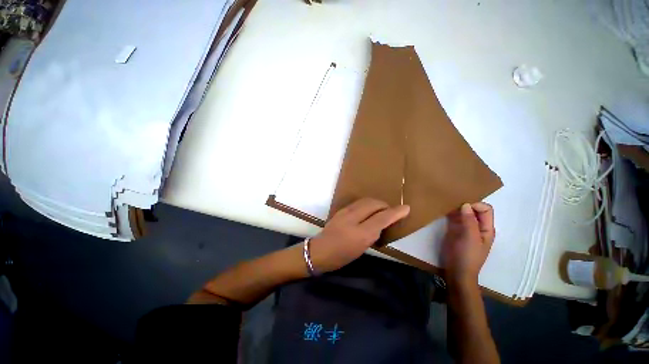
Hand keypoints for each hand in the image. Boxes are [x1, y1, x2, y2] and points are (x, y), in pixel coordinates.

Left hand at [308, 198, 409, 272]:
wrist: (320, 250)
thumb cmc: (342, 255)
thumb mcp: (361, 248)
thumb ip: (373, 233)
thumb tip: (381, 222)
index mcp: (360, 233)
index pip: (382, 217)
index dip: (395, 212)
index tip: (406, 208)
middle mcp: (353, 218)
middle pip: (374, 204)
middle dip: (385, 205)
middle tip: (390, 211)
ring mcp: (345, 211)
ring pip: (366, 200)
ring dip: (376, 203)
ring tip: (381, 209)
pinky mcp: (341, 209)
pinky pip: (358, 202)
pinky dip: (367, 204)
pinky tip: (368, 209)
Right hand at [442, 202, 494, 287]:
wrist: (457, 271)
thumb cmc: (467, 256)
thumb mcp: (471, 239)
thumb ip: (470, 221)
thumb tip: (466, 204)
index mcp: (486, 228)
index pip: (485, 209)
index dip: (476, 205)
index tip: (462, 207)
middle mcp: (477, 226)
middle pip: (474, 209)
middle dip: (465, 204)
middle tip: (452, 203)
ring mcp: (465, 228)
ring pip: (463, 213)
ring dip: (456, 208)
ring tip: (446, 204)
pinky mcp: (454, 230)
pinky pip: (454, 218)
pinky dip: (450, 213)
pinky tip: (443, 210)